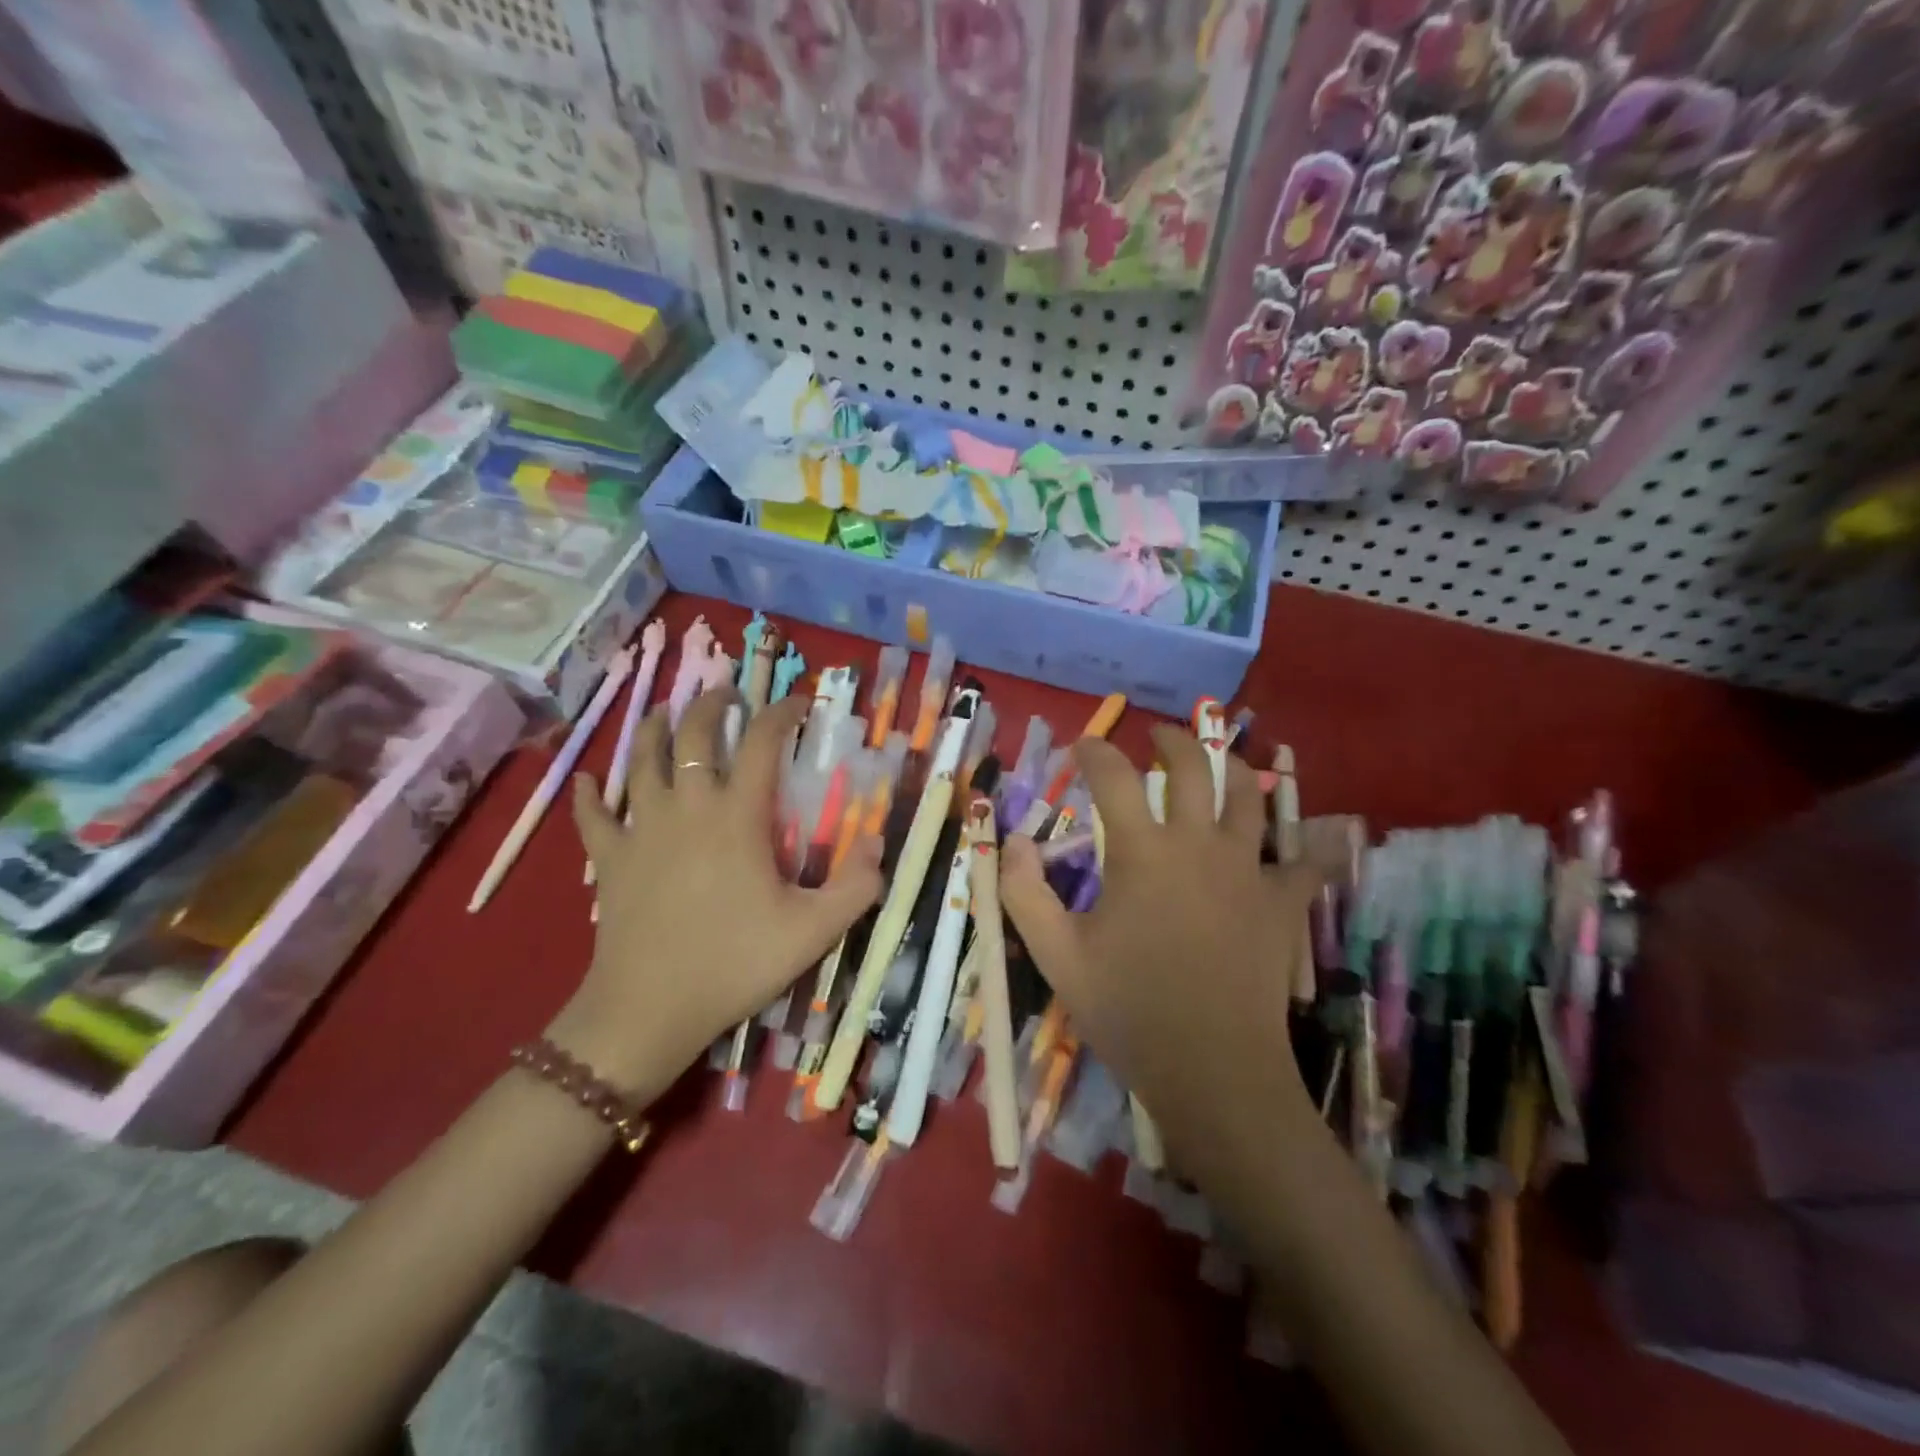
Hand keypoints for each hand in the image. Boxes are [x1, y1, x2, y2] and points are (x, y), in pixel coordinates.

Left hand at [554, 689, 881, 1100]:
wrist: (650, 1010)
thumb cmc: (735, 964)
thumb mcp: (814, 931)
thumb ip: (856, 886)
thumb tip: (878, 842)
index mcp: (737, 816)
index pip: (761, 743)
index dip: (782, 714)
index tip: (799, 704)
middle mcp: (687, 808)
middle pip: (693, 735)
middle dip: (712, 705)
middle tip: (728, 696)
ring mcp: (641, 830)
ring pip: (641, 760)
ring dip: (656, 729)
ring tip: (667, 712)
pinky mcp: (609, 859)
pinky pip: (592, 815)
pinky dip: (589, 793)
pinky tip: (587, 779)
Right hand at [998, 728, 1319, 1173]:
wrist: (1211, 1069)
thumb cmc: (1128, 1009)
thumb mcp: (1056, 954)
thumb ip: (1024, 891)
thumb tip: (1012, 840)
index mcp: (1142, 852)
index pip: (1112, 778)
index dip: (1094, 752)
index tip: (1082, 746)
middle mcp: (1198, 844)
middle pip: (1193, 767)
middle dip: (1172, 741)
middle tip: (1157, 736)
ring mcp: (1247, 870)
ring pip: (1249, 797)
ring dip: (1233, 768)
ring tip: (1220, 760)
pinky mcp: (1282, 903)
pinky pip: (1306, 863)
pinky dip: (1308, 846)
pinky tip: (1315, 838)